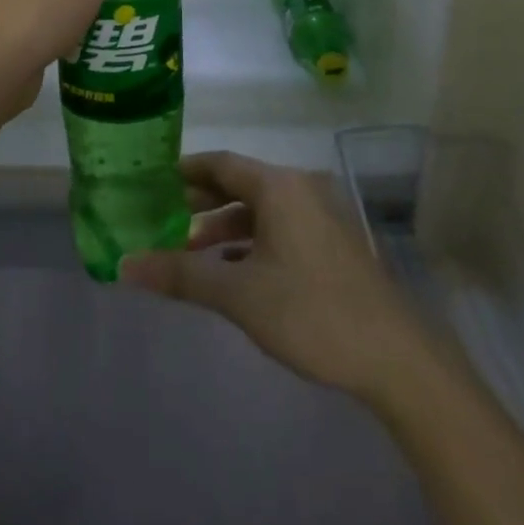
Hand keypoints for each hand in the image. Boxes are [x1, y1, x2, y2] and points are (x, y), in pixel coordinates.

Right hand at [120, 152, 428, 398]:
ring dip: (226, 227)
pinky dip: (252, 241)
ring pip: (261, 209)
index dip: (184, 171)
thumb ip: (181, 275)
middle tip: (163, 216)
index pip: (220, 163)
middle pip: (240, 184)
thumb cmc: (311, 313)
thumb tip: (125, 266)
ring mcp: (322, 216)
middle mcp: (301, 189)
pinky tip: (233, 270)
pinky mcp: (333, 244)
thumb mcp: (238, 295)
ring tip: (191, 249)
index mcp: (279, 187)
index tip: (152, 181)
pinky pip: (281, 228)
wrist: (398, 361)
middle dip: (201, 201)